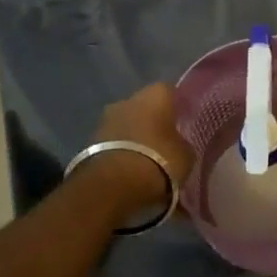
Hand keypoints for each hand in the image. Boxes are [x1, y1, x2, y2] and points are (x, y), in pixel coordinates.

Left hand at [80, 84, 196, 221]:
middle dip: (154, 121)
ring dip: (135, 137)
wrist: (114, 185)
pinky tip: (131, 168)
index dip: (178, 106)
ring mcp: (106, 120)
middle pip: (145, 107)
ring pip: (127, 124)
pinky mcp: (90, 142)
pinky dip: (122, 152)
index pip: (170, 91)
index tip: (185, 120)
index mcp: (155, 95)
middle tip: (166, 141)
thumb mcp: (186, 154)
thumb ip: (182, 143)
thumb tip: (178, 143)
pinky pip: (114, 143)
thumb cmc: (159, 160)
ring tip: (148, 159)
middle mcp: (128, 100)